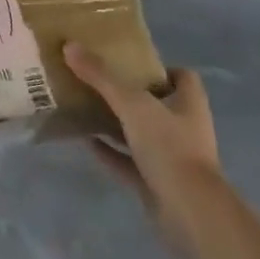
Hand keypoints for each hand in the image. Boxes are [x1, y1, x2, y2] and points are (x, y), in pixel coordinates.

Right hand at [65, 43, 223, 256]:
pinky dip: (110, 152)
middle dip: (130, 94)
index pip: (182, 77)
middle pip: (157, 104)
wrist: (190, 213)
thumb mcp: (132, 104)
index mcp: (189, 103)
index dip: (159, 68)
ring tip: (86, 107)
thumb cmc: (169, 147)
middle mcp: (184, 128)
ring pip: (141, 133)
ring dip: (117, 123)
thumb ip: (101, 76)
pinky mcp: (158, 183)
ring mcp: (172, 158)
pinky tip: (86, 142)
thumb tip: (69, 45)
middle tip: (98, 80)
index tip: (130, 62)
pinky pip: (130, 162)